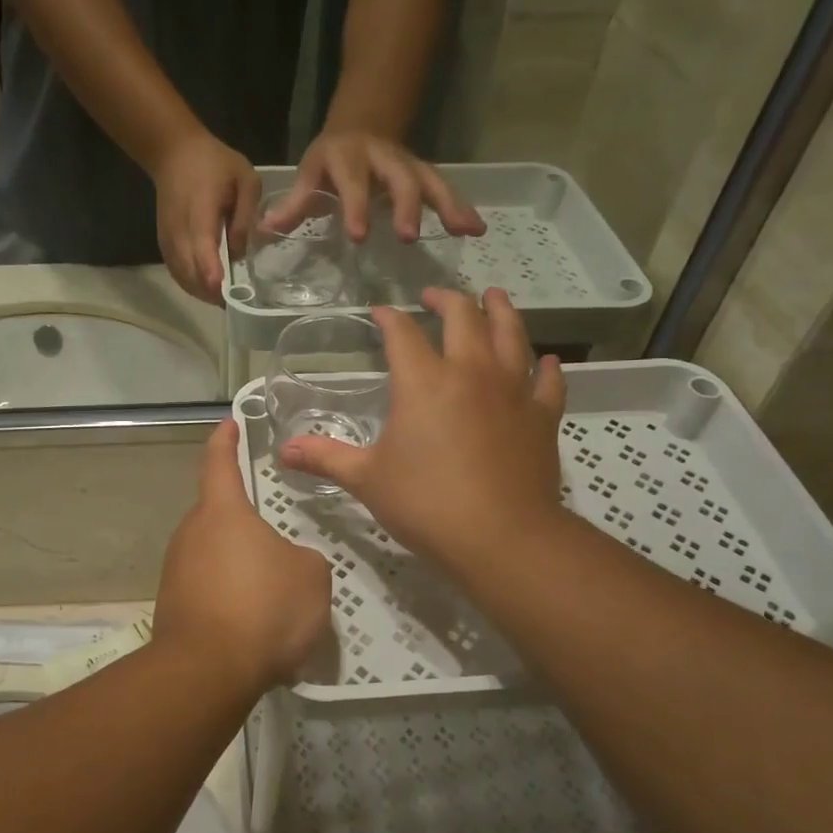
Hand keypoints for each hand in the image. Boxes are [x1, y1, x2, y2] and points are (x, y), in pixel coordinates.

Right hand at [152, 131, 259, 301]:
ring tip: (224, 299)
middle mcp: (179, 229)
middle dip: (211, 291)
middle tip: (235, 302)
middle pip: (189, 269)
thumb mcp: (245, 179)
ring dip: (201, 291)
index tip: (221, 289)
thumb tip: (239, 253)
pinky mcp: (164, 243)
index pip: (201, 246)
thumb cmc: (214, 163)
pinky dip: (191, 284)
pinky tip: (208, 289)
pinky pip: (176, 271)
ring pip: (181, 275)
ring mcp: (168, 238)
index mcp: (200, 210)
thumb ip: (246, 216)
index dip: (210, 269)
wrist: (173, 153)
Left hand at [152, 420, 332, 693]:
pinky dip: (228, 597)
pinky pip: (207, 588)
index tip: (229, 424)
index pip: (219, 462)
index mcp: (223, 512)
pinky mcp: (172, 605)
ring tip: (271, 593)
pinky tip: (250, 624)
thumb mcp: (311, 577)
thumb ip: (303, 558)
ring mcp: (176, 570)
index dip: (225, 440)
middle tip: (276, 541)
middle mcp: (191, 533)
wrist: (207, 671)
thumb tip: (288, 564)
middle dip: (244, 523)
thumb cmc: (263, 608)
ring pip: (213, 555)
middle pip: (218, 515)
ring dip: (238, 565)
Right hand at [279, 288, 567, 579]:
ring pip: (511, 334)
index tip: (379, 312)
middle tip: (435, 295)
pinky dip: (546, 367)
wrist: (501, 537)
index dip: (389, 318)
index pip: (402, 333)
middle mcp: (470, 372)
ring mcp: (512, 391)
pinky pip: (548, 382)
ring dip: (501, 311)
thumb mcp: (366, 480)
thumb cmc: (425, 504)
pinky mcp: (541, 416)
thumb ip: (326, 458)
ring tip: (494, 297)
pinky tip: (546, 361)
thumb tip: (283, 451)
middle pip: (463, 317)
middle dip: (447, 300)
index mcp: (423, 382)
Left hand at [294, 130, 484, 242]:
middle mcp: (382, 157)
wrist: (361, 124)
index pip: (352, 182)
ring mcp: (407, 163)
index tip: (360, 235)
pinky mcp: (424, 172)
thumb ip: (295, 203)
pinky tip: (476, 229)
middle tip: (408, 236)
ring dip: (447, 205)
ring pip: (429, 180)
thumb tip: (267, 228)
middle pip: (398, 178)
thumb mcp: (310, 174)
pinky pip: (444, 189)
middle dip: (406, 205)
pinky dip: (461, 207)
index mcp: (348, 159)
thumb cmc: (330, 160)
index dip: (356, 206)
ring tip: (463, 229)